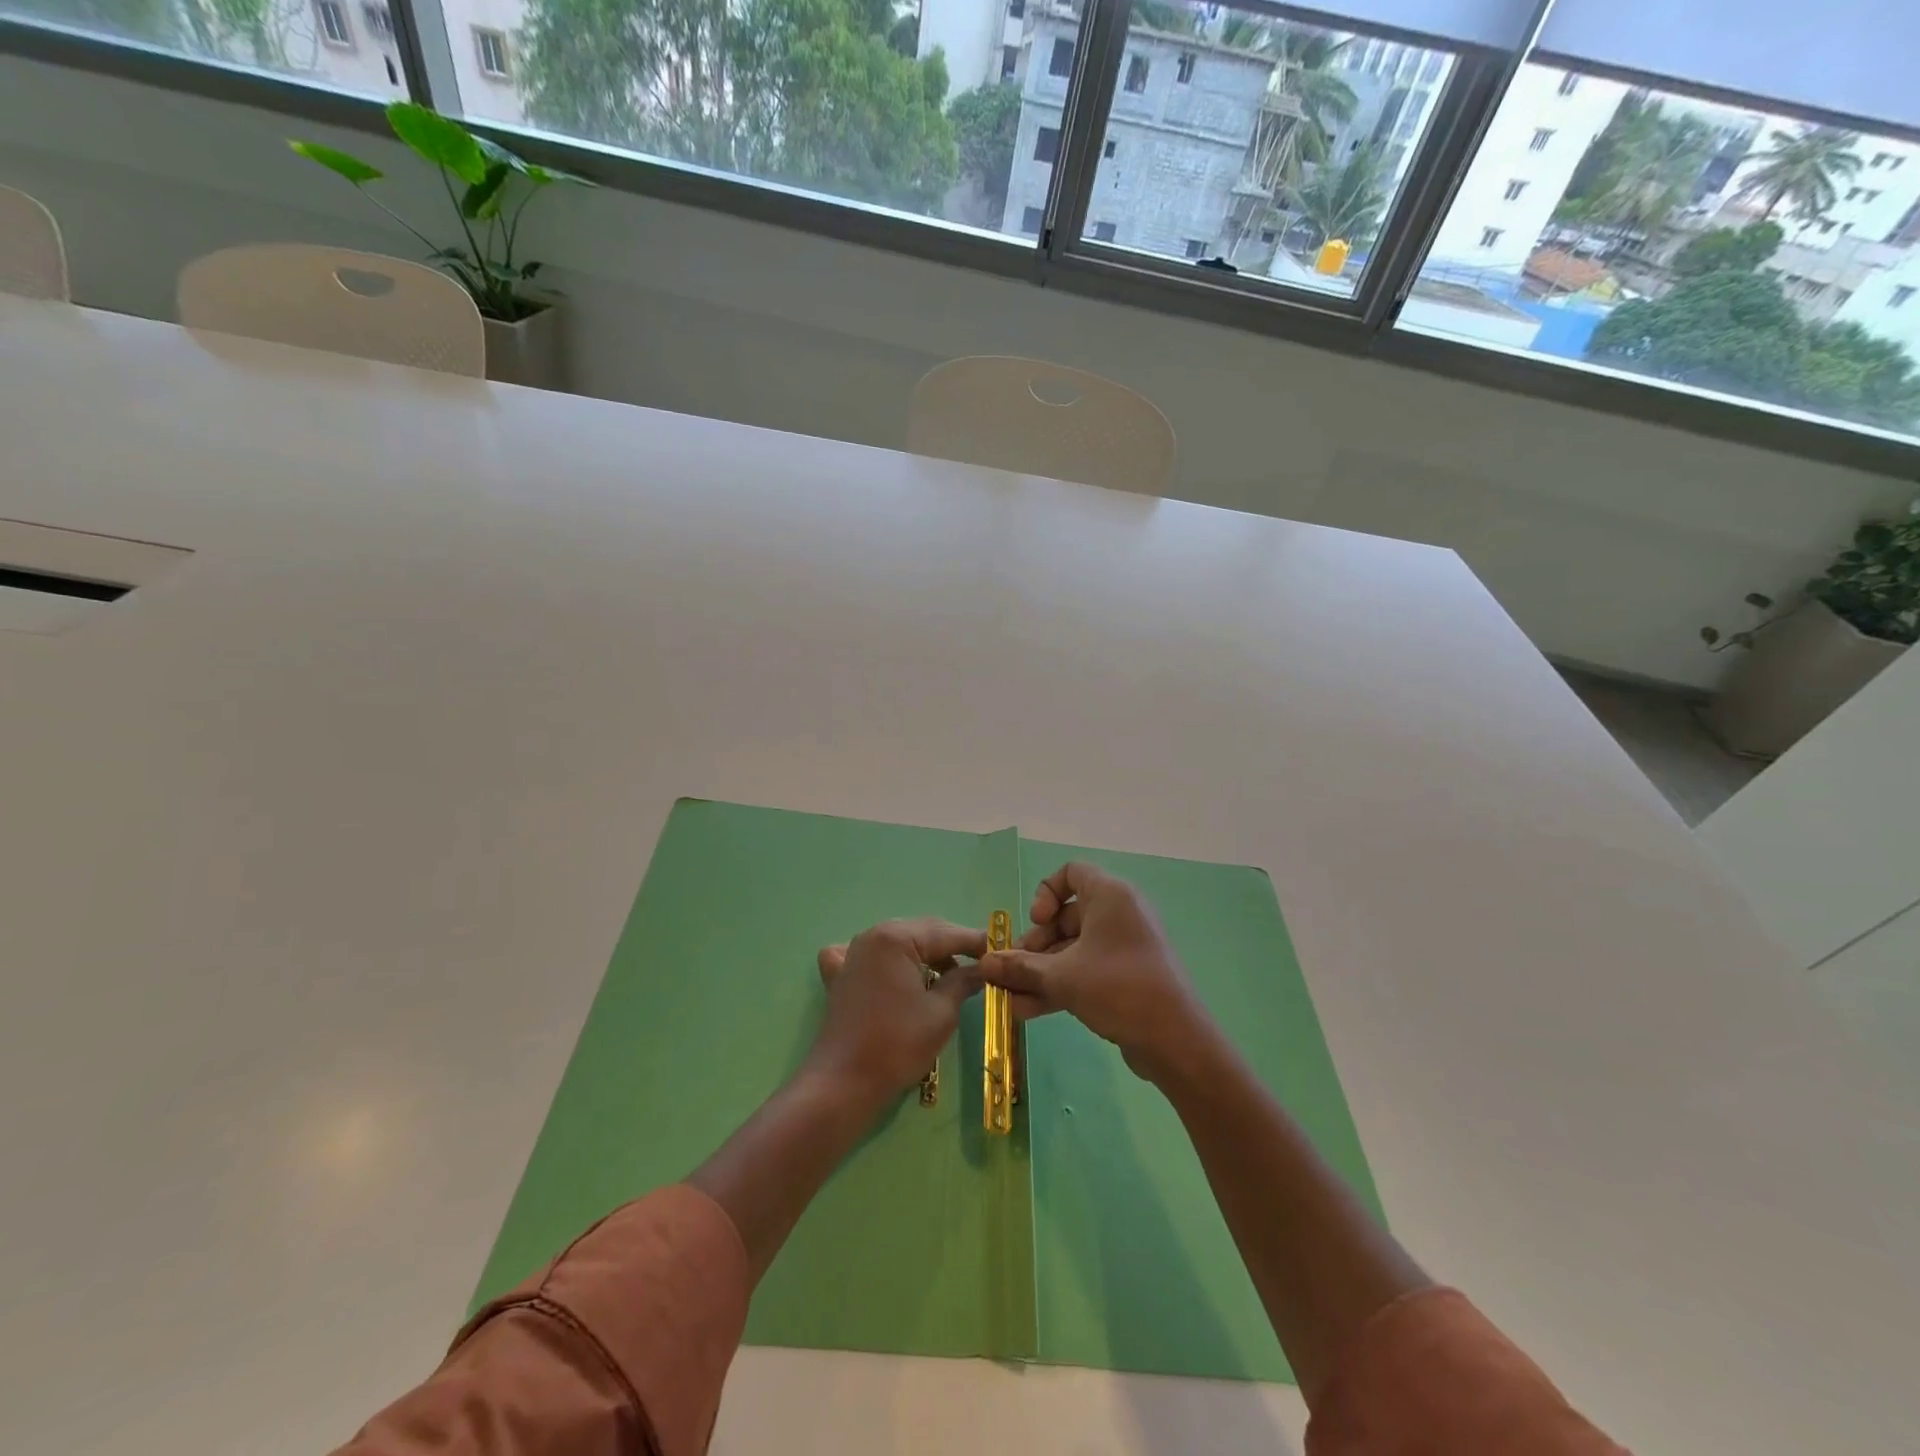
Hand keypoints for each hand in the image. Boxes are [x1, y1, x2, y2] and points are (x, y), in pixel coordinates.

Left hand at [811, 919, 985, 1101]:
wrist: (844, 1083)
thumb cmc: (897, 1044)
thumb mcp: (941, 1012)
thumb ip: (963, 982)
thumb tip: (981, 969)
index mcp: (896, 938)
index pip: (946, 933)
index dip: (976, 942)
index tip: (1000, 950)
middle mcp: (872, 936)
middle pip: (922, 933)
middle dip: (952, 947)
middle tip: (981, 964)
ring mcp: (852, 954)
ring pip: (899, 943)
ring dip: (925, 954)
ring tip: (951, 975)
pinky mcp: (841, 975)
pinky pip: (870, 956)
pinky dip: (889, 960)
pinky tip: (897, 974)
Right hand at [981, 863, 1213, 1083]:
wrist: (1175, 1040)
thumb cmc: (1117, 988)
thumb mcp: (1061, 977)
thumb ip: (1020, 967)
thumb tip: (985, 965)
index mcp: (1110, 895)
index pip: (1072, 872)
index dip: (1046, 893)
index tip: (1036, 922)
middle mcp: (1120, 913)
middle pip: (1067, 916)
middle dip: (1035, 945)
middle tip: (1014, 971)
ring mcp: (1126, 946)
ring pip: (1074, 948)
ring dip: (1042, 971)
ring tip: (1012, 998)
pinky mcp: (1128, 976)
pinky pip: (1087, 969)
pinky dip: (1061, 984)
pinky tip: (1029, 1010)